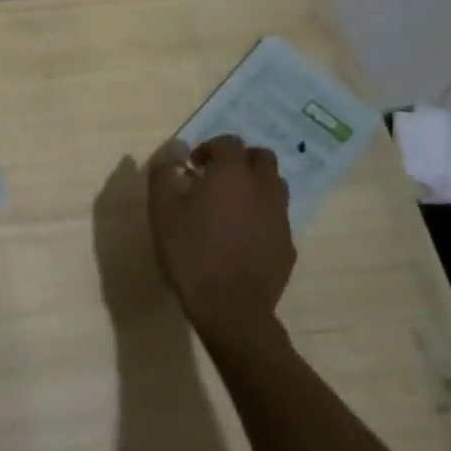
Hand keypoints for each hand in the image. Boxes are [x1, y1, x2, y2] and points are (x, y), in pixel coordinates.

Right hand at [147, 135, 295, 327]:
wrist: (230, 308)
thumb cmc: (191, 252)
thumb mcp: (162, 210)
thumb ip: (164, 173)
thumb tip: (173, 150)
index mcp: (232, 174)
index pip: (228, 143)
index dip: (209, 148)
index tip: (192, 167)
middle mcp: (263, 188)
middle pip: (261, 157)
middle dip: (239, 161)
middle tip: (215, 179)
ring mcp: (280, 216)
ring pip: (274, 186)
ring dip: (254, 185)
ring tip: (230, 206)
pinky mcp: (287, 244)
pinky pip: (276, 217)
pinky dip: (261, 216)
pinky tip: (241, 237)